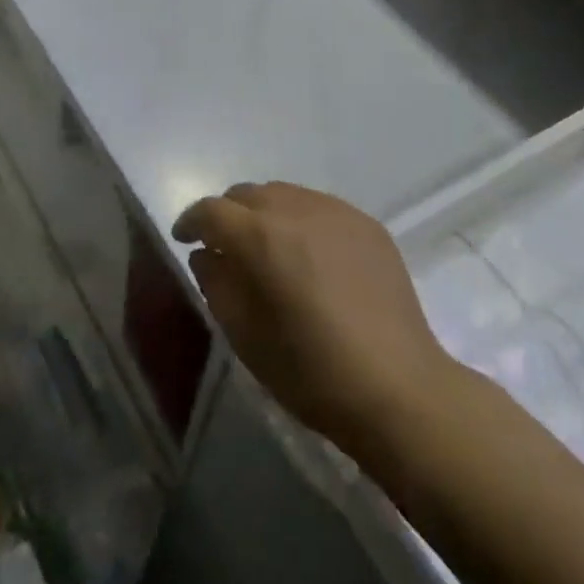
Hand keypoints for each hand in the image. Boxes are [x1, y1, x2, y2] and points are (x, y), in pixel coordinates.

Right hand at [172, 183, 455, 455]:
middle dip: (228, 215)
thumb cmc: (311, 372)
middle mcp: (297, 210)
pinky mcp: (367, 224)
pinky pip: (319, 206)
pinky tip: (310, 255)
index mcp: (261, 237)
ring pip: (284, 194)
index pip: (212, 210)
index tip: (184, 238)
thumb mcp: (245, 336)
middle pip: (247, 194)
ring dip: (265, 213)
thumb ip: (217, 284)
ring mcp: (337, 212)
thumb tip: (208, 255)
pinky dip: (301, 220)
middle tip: (225, 247)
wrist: (399, 389)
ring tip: (269, 249)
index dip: (191, 221)